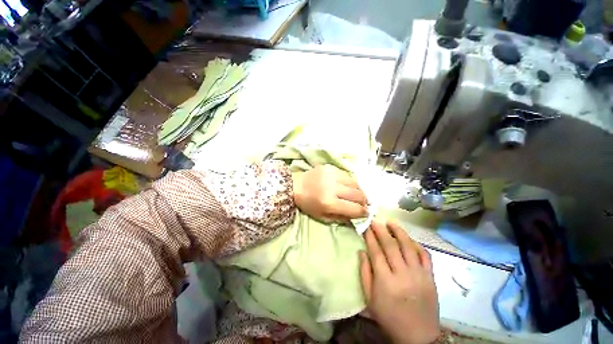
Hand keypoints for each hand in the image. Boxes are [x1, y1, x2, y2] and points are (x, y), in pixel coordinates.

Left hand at [292, 164, 367, 221]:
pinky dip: (350, 182)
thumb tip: (357, 216)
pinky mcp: (330, 167)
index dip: (363, 212)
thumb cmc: (308, 204)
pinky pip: (347, 175)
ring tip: (357, 195)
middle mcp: (332, 187)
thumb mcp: (322, 217)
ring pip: (355, 183)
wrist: (295, 186)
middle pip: (358, 194)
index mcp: (329, 202)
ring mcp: (332, 175)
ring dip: (359, 190)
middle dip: (364, 201)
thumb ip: (341, 218)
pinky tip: (348, 186)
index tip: (366, 213)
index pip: (354, 208)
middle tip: (364, 204)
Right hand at [360, 220, 439, 343]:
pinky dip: (417, 244)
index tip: (366, 227)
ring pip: (408, 246)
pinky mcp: (431, 277)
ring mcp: (419, 275)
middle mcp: (403, 274)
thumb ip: (365, 273)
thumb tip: (361, 252)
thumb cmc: (389, 317)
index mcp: (386, 281)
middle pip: (391, 246)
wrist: (418, 337)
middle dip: (381, 230)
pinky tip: (409, 239)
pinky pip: (425, 255)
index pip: (376, 252)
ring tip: (391, 223)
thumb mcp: (370, 299)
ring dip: (399, 232)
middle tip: (376, 221)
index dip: (370, 237)